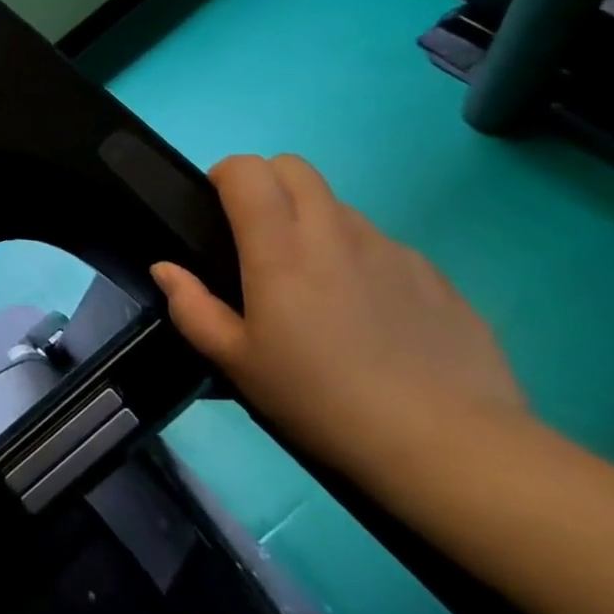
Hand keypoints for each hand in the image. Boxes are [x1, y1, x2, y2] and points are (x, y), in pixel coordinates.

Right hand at [151, 155, 527, 489]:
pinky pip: (381, 244)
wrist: (448, 445)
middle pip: (295, 168)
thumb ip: (192, 308)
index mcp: (281, 251)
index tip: (217, 209)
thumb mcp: (237, 364)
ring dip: (313, 222)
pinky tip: (367, 314)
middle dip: (267, 183)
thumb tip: (166, 269)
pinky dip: (358, 257)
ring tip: (314, 283)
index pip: (249, 171)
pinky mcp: (433, 274)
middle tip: (257, 235)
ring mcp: (390, 249)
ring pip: (338, 205)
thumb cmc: (321, 401)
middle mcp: (334, 233)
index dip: (226, 176)